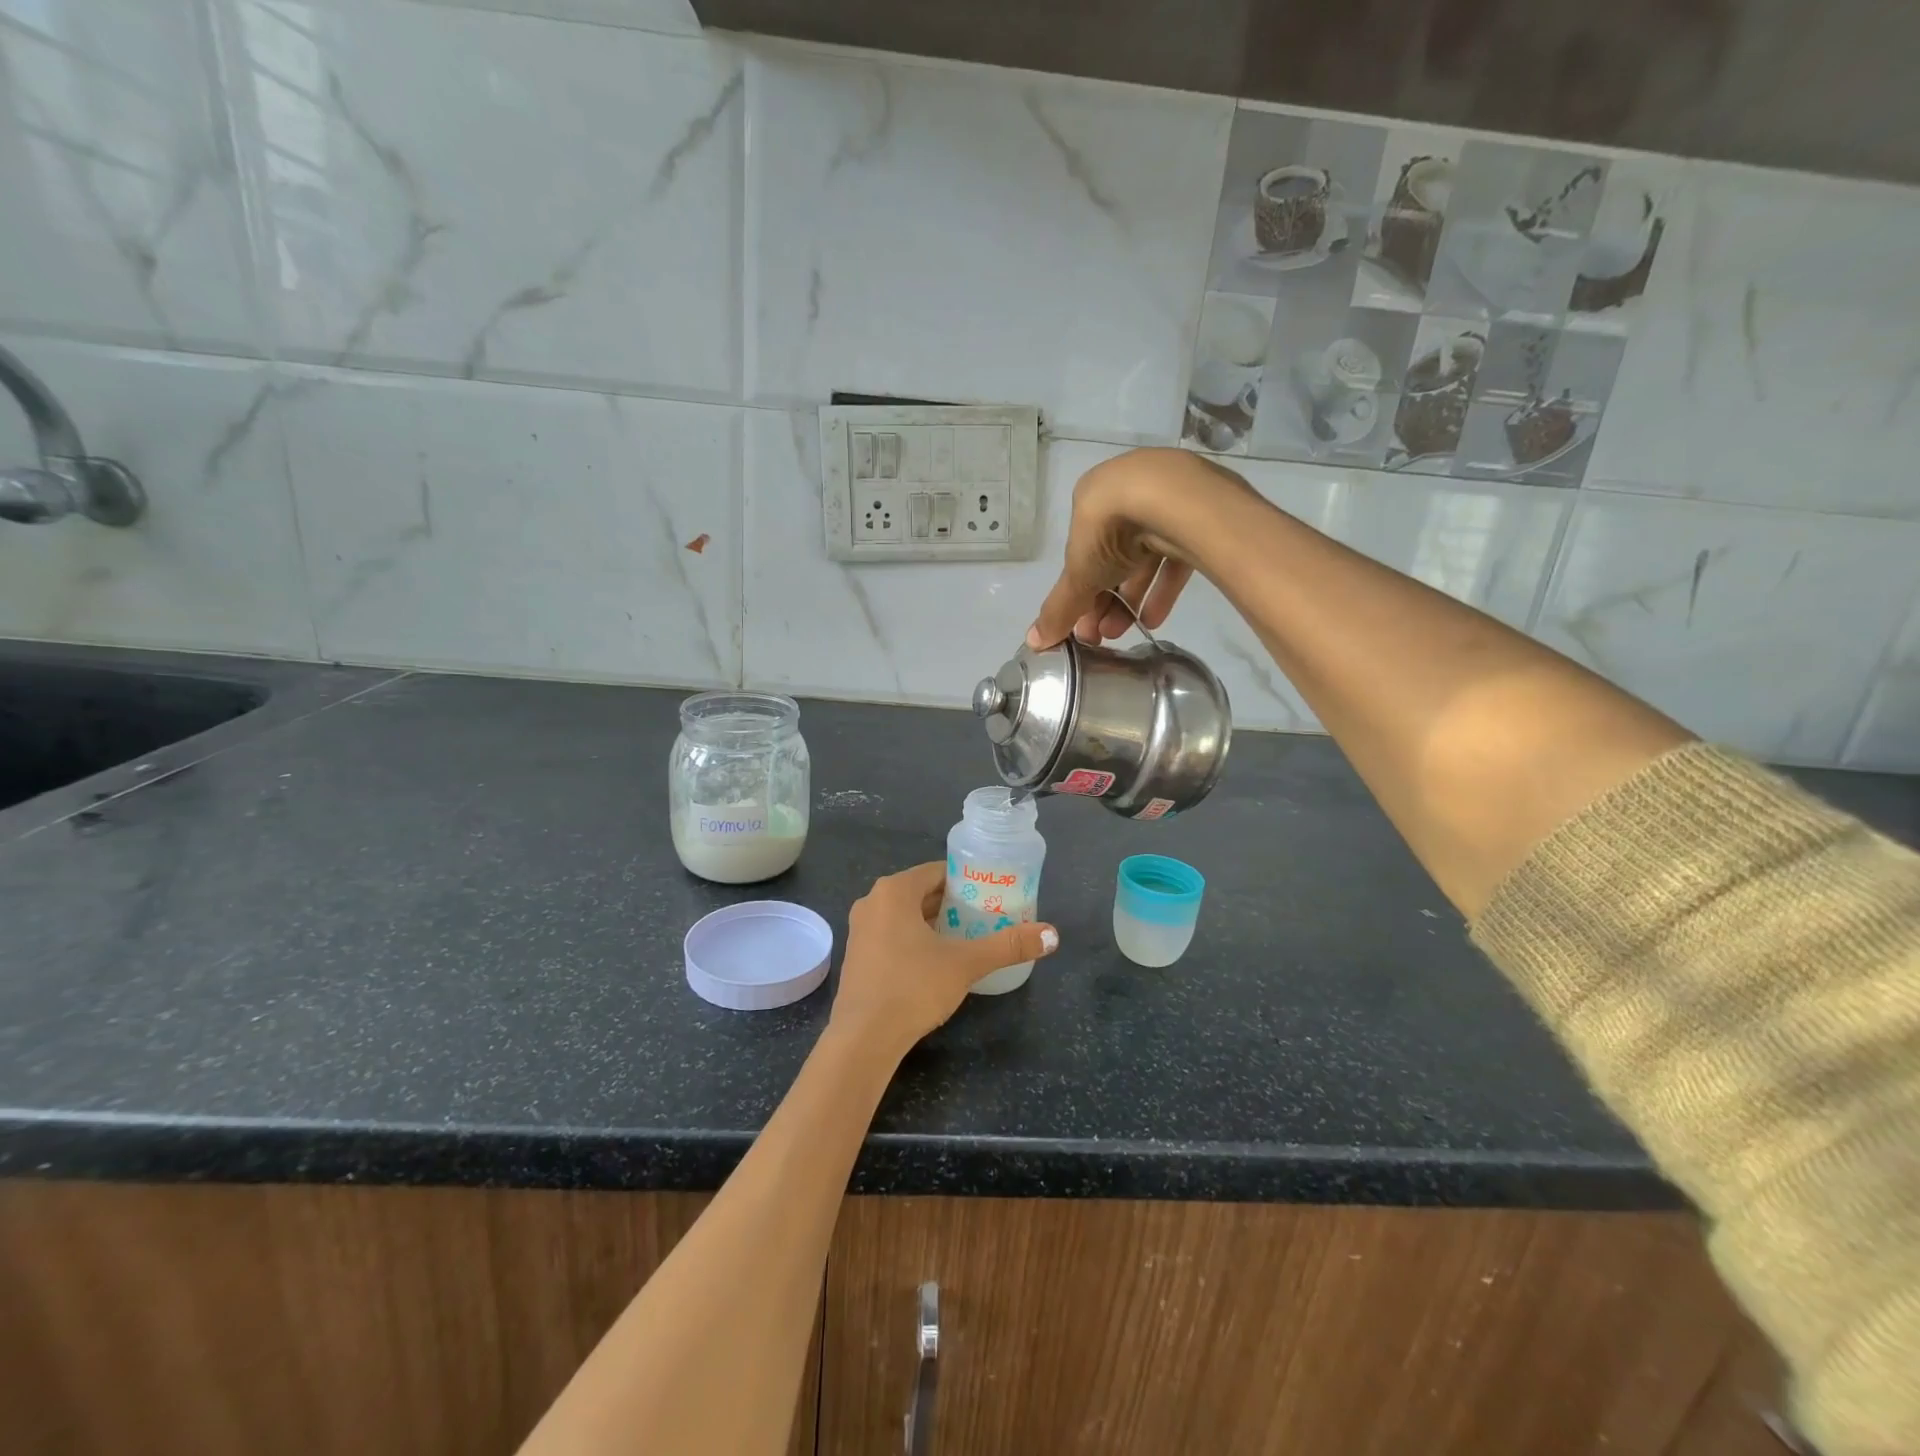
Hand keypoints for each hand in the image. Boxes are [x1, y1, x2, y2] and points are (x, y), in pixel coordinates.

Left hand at [830, 863, 1057, 1057]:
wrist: (864, 1038)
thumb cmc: (913, 986)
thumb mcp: (966, 963)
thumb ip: (1008, 946)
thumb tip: (1053, 935)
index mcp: (894, 891)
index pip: (938, 871)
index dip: (967, 881)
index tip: (991, 894)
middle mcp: (872, 902)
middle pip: (921, 892)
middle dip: (953, 903)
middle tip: (985, 917)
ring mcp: (860, 930)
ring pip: (905, 915)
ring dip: (934, 923)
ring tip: (967, 937)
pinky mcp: (857, 956)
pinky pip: (891, 934)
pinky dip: (914, 939)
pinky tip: (937, 961)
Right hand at [1028, 447, 1251, 647]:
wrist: (1173, 500)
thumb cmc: (1110, 530)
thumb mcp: (1078, 576)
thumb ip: (1058, 609)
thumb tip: (1034, 642)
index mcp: (1091, 499)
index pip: (1081, 553)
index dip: (1079, 592)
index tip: (1081, 624)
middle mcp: (1126, 495)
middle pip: (1112, 558)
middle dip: (1104, 601)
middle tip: (1103, 635)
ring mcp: (1164, 502)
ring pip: (1143, 560)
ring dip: (1130, 600)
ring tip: (1125, 632)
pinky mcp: (1197, 516)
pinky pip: (1175, 558)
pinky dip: (1162, 589)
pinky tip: (1153, 620)